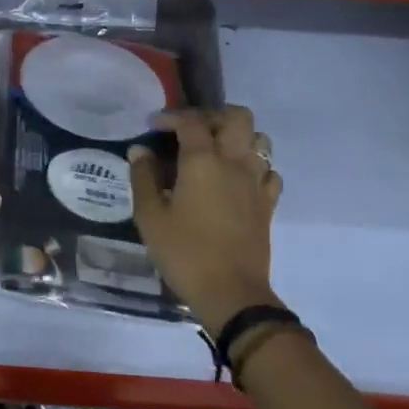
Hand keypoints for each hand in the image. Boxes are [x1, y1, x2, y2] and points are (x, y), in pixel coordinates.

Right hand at [128, 107, 280, 335]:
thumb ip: (143, 178)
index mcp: (203, 161)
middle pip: (237, 117)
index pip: (192, 121)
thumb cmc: (184, 252)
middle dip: (214, 115)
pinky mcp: (268, 204)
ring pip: (259, 140)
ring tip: (216, 151)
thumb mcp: (150, 216)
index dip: (171, 117)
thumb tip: (140, 151)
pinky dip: (254, 166)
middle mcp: (235, 163)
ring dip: (238, 137)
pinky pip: (268, 171)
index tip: (154, 126)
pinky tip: (236, 180)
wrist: (231, 293)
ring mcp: (256, 183)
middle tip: (192, 130)